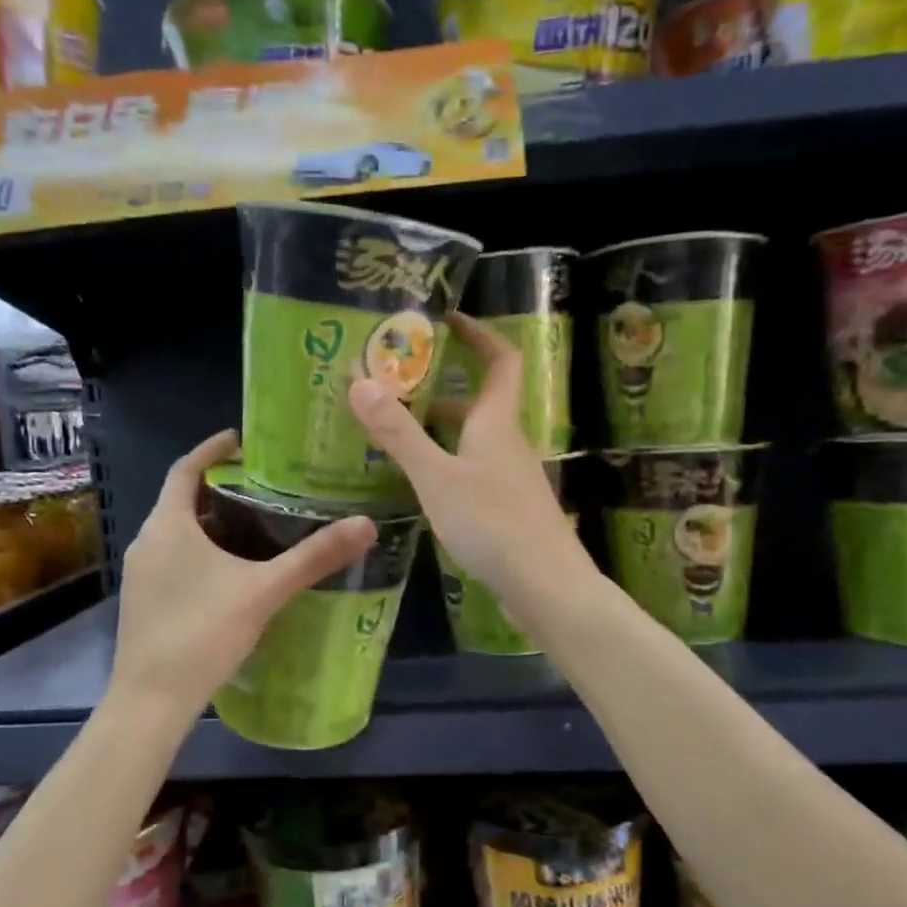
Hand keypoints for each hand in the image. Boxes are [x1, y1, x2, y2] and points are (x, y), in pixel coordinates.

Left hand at [109, 430, 376, 720]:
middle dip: (221, 489)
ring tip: (257, 526)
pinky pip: (174, 559)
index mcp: (168, 525)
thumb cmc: (203, 633)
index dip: (212, 449)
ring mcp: (141, 574)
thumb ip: (314, 557)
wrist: (151, 702)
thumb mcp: (265, 590)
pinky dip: (202, 552)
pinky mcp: (143, 601)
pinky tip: (234, 573)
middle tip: (265, 486)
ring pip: (179, 533)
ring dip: (212, 523)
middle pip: (183, 500)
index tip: (241, 440)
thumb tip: (366, 525)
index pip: (185, 468)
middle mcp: (148, 541)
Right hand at [349, 314, 593, 606]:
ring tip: (395, 429)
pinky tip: (420, 483)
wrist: (546, 587)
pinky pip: (473, 471)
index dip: (480, 334)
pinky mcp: (507, 509)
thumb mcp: (437, 477)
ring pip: (473, 440)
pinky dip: (446, 464)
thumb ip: (399, 433)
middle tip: (396, 382)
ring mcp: (510, 478)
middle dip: (441, 387)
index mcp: (496, 422)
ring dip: (439, 429)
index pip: (501, 359)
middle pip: (479, 402)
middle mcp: (508, 442)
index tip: (448, 319)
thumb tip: (360, 381)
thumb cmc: (493, 523)